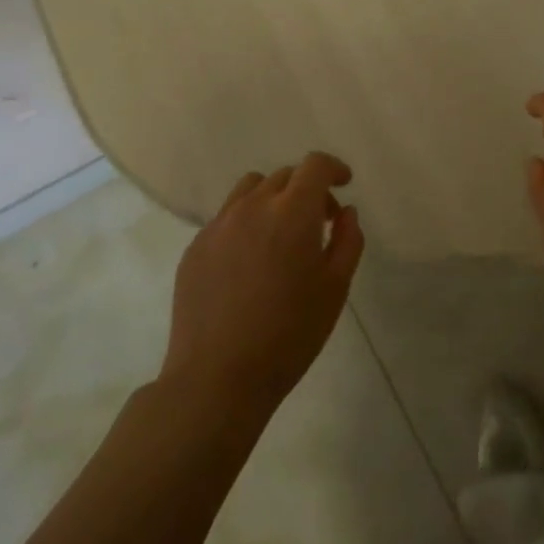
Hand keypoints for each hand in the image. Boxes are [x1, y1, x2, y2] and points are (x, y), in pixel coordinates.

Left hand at [161, 153, 363, 413]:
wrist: (217, 378)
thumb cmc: (289, 334)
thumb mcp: (335, 289)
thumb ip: (348, 241)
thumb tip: (345, 212)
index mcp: (292, 212)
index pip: (315, 165)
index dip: (334, 168)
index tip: (344, 184)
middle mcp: (252, 207)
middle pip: (284, 176)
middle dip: (307, 189)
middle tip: (320, 223)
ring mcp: (218, 226)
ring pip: (250, 189)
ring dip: (273, 199)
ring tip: (281, 235)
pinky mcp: (195, 248)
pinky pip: (226, 218)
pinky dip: (246, 223)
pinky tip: (250, 263)